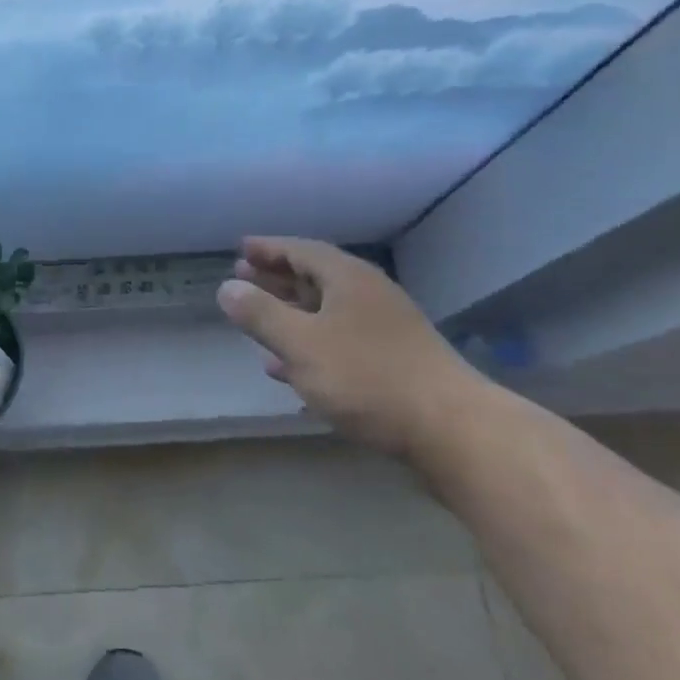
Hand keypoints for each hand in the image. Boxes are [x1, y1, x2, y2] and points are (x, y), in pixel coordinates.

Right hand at [217, 236, 487, 458]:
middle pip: (314, 277)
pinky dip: (311, 346)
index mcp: (347, 278)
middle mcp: (368, 294)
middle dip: (277, 279)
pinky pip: (340, 342)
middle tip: (243, 279)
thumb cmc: (368, 378)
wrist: (452, 430)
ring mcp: (385, 329)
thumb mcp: (302, 344)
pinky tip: (290, 369)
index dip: (268, 249)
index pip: (300, 250)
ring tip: (258, 323)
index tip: (240, 249)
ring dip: (291, 314)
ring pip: (327, 312)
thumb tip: (227, 288)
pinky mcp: (394, 362)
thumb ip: (261, 314)